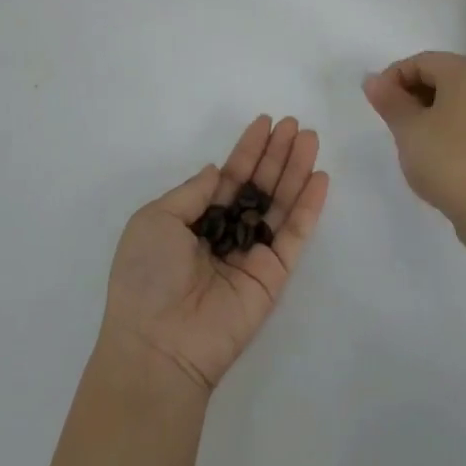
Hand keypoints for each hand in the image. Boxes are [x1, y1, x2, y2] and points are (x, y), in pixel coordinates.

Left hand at [102, 116, 329, 393]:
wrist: (159, 343)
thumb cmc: (146, 277)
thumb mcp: (155, 220)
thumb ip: (192, 193)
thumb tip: (216, 170)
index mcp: (194, 220)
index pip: (228, 177)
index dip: (247, 150)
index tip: (264, 122)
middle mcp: (225, 233)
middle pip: (258, 185)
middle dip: (275, 154)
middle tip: (294, 124)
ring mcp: (251, 253)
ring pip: (279, 204)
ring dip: (295, 170)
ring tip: (310, 138)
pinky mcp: (273, 275)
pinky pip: (294, 235)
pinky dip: (308, 207)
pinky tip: (319, 178)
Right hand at [363, 51, 465, 250]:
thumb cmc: (449, 159)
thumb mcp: (408, 128)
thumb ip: (389, 100)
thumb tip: (372, 80)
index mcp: (465, 72)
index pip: (419, 61)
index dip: (392, 79)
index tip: (378, 107)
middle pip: (439, 76)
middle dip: (410, 95)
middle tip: (392, 124)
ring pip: (453, 100)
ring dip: (427, 113)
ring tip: (411, 142)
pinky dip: (446, 128)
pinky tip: (434, 154)